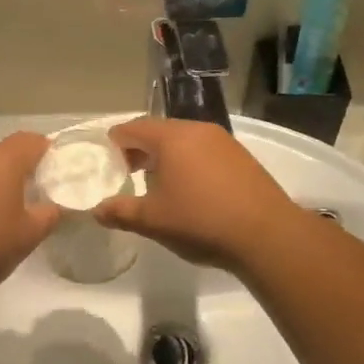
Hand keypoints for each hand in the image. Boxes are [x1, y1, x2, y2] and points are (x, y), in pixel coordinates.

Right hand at [93, 118, 302, 271]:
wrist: (266, 235)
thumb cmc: (201, 222)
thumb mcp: (153, 221)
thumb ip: (120, 211)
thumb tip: (97, 210)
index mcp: (172, 137)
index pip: (132, 128)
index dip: (114, 143)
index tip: (105, 162)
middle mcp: (198, 130)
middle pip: (159, 131)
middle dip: (139, 150)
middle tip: (126, 174)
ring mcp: (224, 142)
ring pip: (184, 141)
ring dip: (165, 157)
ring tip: (157, 185)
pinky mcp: (242, 157)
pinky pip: (204, 151)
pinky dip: (189, 163)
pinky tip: (190, 191)